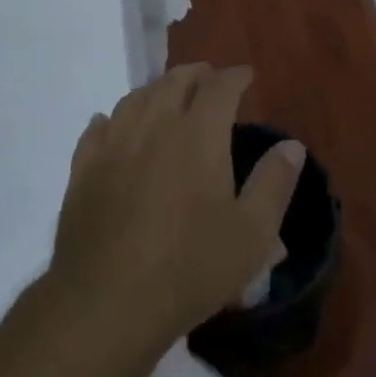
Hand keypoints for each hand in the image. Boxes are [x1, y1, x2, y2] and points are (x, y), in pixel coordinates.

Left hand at [51, 64, 303, 349]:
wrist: (107, 302)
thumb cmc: (190, 267)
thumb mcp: (252, 233)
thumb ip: (274, 183)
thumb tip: (291, 145)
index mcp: (198, 135)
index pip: (220, 88)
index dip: (235, 76)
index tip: (246, 75)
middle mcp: (154, 126)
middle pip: (173, 82)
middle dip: (196, 74)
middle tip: (209, 78)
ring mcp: (113, 145)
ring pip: (135, 99)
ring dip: (156, 89)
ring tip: (167, 95)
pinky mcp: (83, 170)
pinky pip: (97, 129)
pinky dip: (112, 118)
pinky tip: (112, 123)